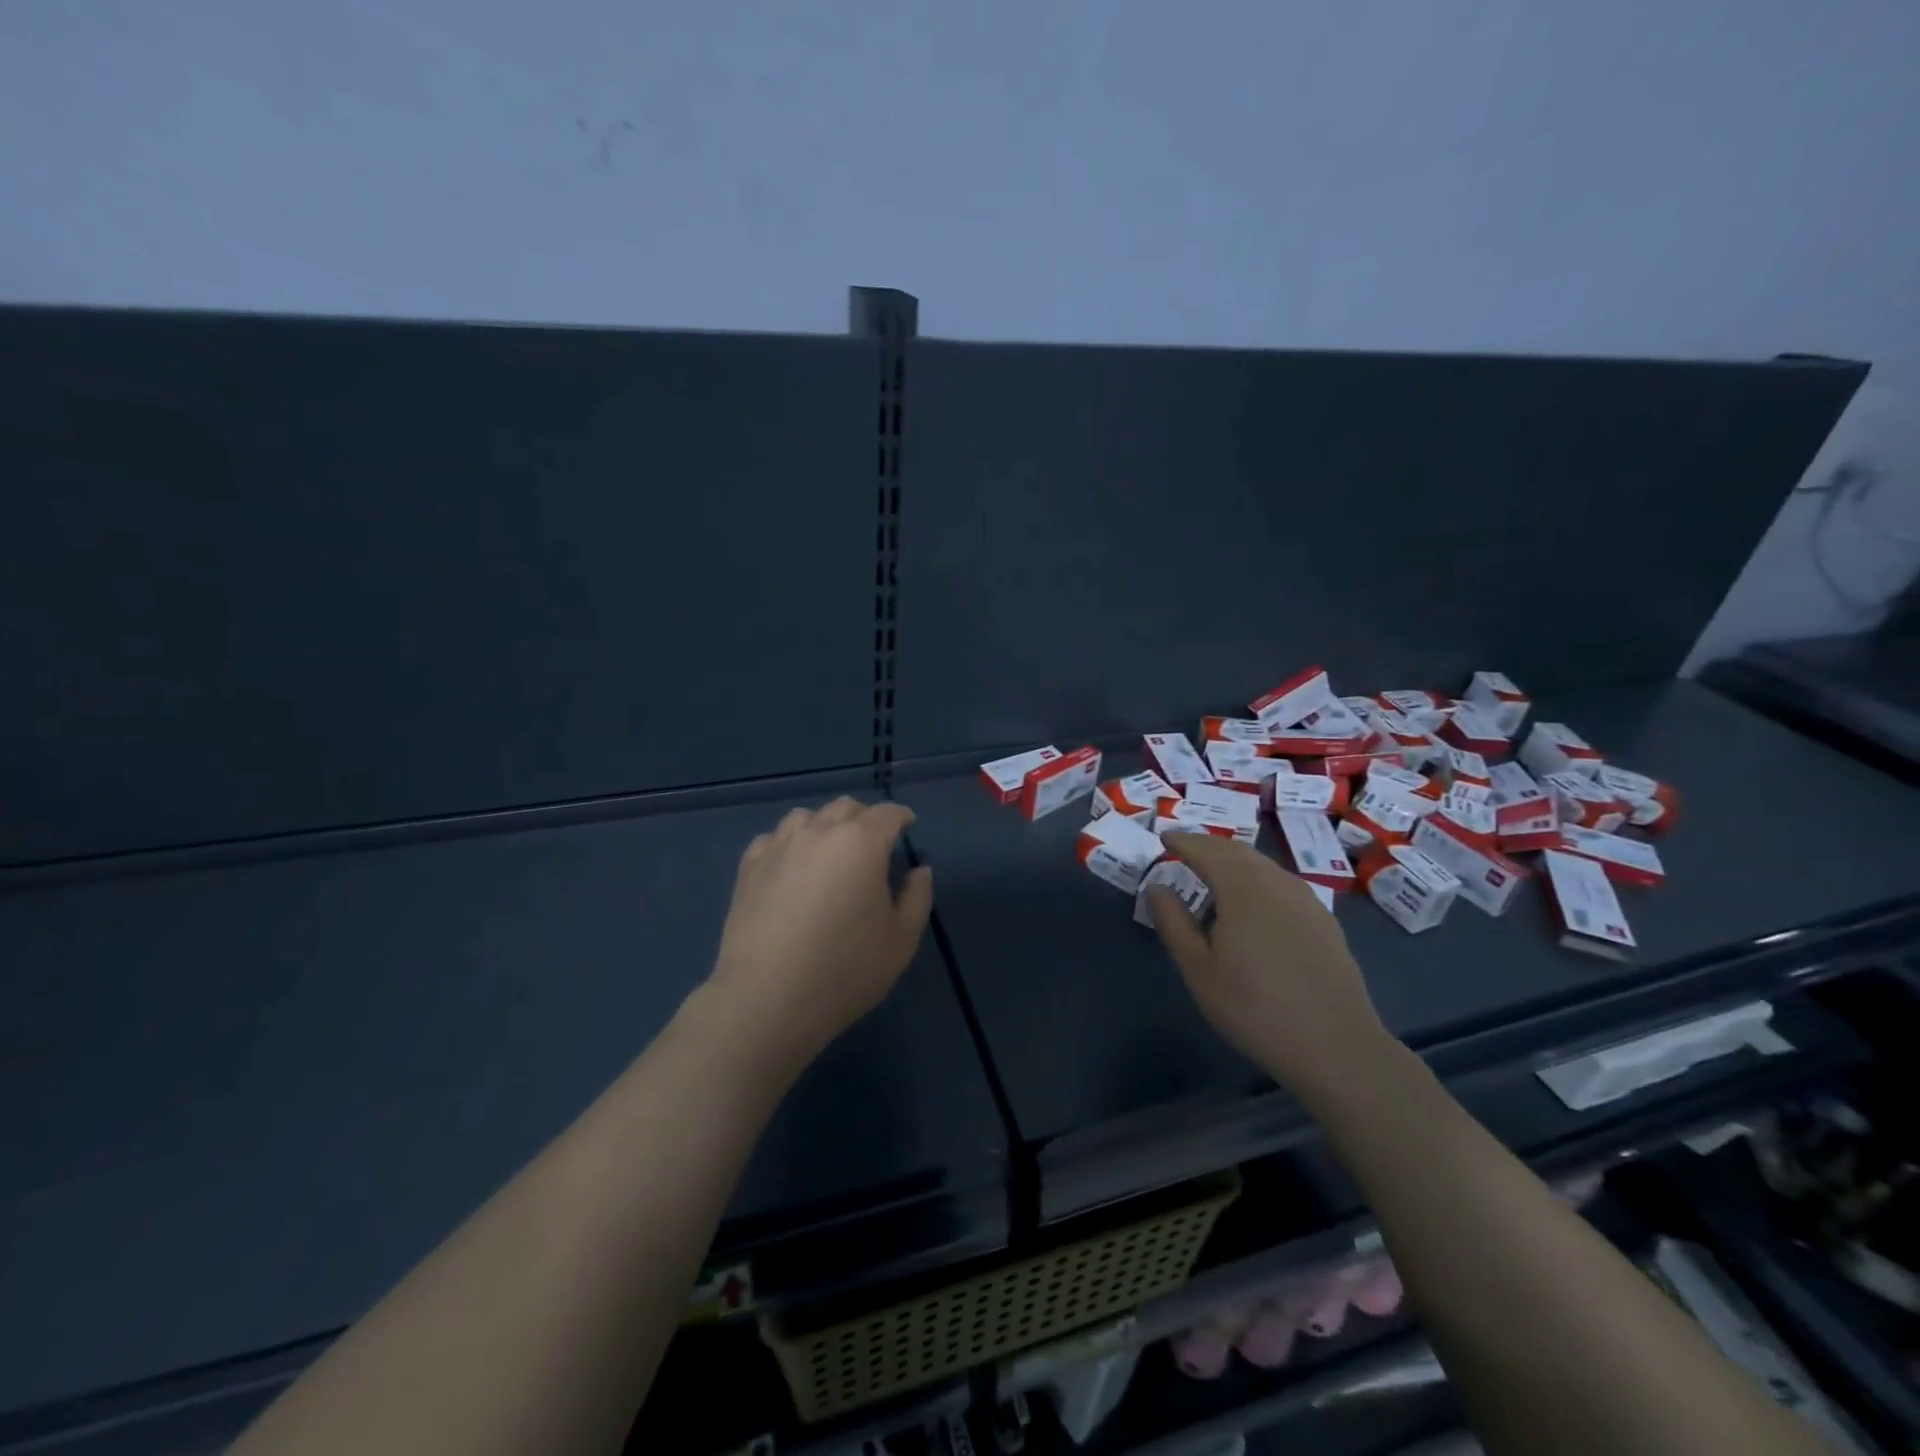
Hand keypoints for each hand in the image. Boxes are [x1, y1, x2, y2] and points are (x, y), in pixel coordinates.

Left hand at [701, 797, 932, 1074]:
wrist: (768, 999)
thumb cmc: (845, 970)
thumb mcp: (901, 940)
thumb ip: (917, 897)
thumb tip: (918, 871)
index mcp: (861, 843)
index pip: (887, 814)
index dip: (901, 817)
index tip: (908, 826)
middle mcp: (819, 832)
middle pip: (846, 807)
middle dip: (864, 818)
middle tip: (873, 843)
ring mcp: (779, 847)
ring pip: (806, 816)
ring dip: (825, 825)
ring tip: (830, 850)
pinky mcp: (749, 867)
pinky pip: (773, 838)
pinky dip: (789, 843)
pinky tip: (792, 865)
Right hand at [1148, 833, 1393, 1102]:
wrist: (1336, 1047)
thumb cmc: (1254, 1008)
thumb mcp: (1198, 970)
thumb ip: (1173, 923)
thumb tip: (1157, 887)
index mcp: (1242, 888)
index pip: (1207, 849)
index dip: (1183, 840)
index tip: (1164, 837)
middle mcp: (1276, 882)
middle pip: (1237, 851)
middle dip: (1208, 846)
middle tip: (1185, 850)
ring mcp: (1306, 899)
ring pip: (1263, 865)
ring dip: (1234, 861)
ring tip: (1214, 874)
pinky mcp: (1324, 920)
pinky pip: (1282, 883)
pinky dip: (1258, 878)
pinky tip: (1253, 904)